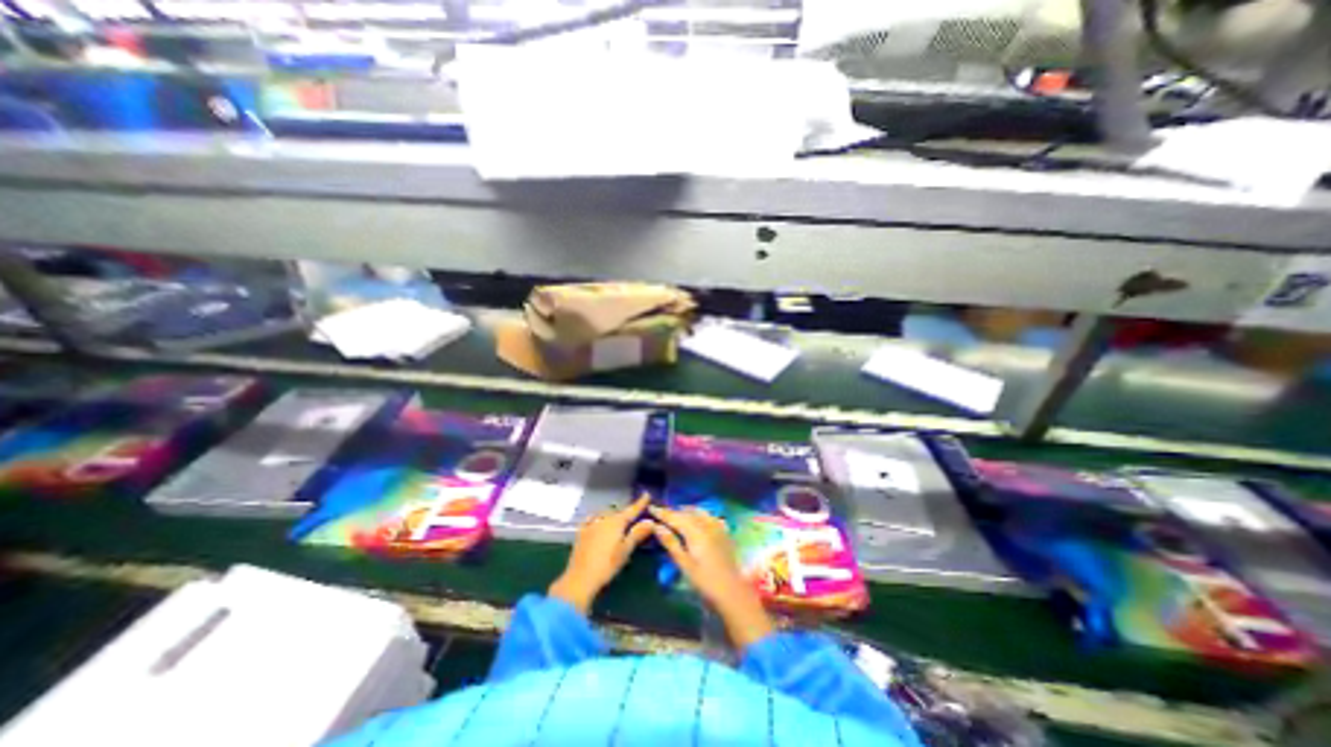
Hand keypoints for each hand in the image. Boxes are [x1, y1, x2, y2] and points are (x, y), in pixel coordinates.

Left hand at [549, 496, 654, 611]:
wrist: (580, 579)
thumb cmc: (607, 565)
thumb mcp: (626, 550)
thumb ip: (638, 534)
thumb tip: (650, 521)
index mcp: (616, 521)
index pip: (632, 509)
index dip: (640, 503)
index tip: (647, 494)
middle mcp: (603, 518)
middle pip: (618, 512)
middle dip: (626, 513)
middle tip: (633, 519)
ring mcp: (591, 524)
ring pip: (605, 515)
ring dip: (612, 516)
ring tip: (617, 523)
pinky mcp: (581, 532)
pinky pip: (592, 519)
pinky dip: (598, 519)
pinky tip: (597, 523)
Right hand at [651, 506, 775, 649]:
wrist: (733, 593)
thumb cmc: (705, 582)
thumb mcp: (684, 564)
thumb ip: (671, 543)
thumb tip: (656, 526)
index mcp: (695, 531)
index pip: (675, 517)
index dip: (662, 512)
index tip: (651, 507)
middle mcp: (707, 524)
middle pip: (687, 513)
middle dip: (674, 511)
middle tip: (662, 514)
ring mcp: (718, 528)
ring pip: (700, 512)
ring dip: (688, 511)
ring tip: (678, 515)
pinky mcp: (725, 534)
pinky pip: (711, 517)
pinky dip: (702, 515)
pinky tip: (700, 520)